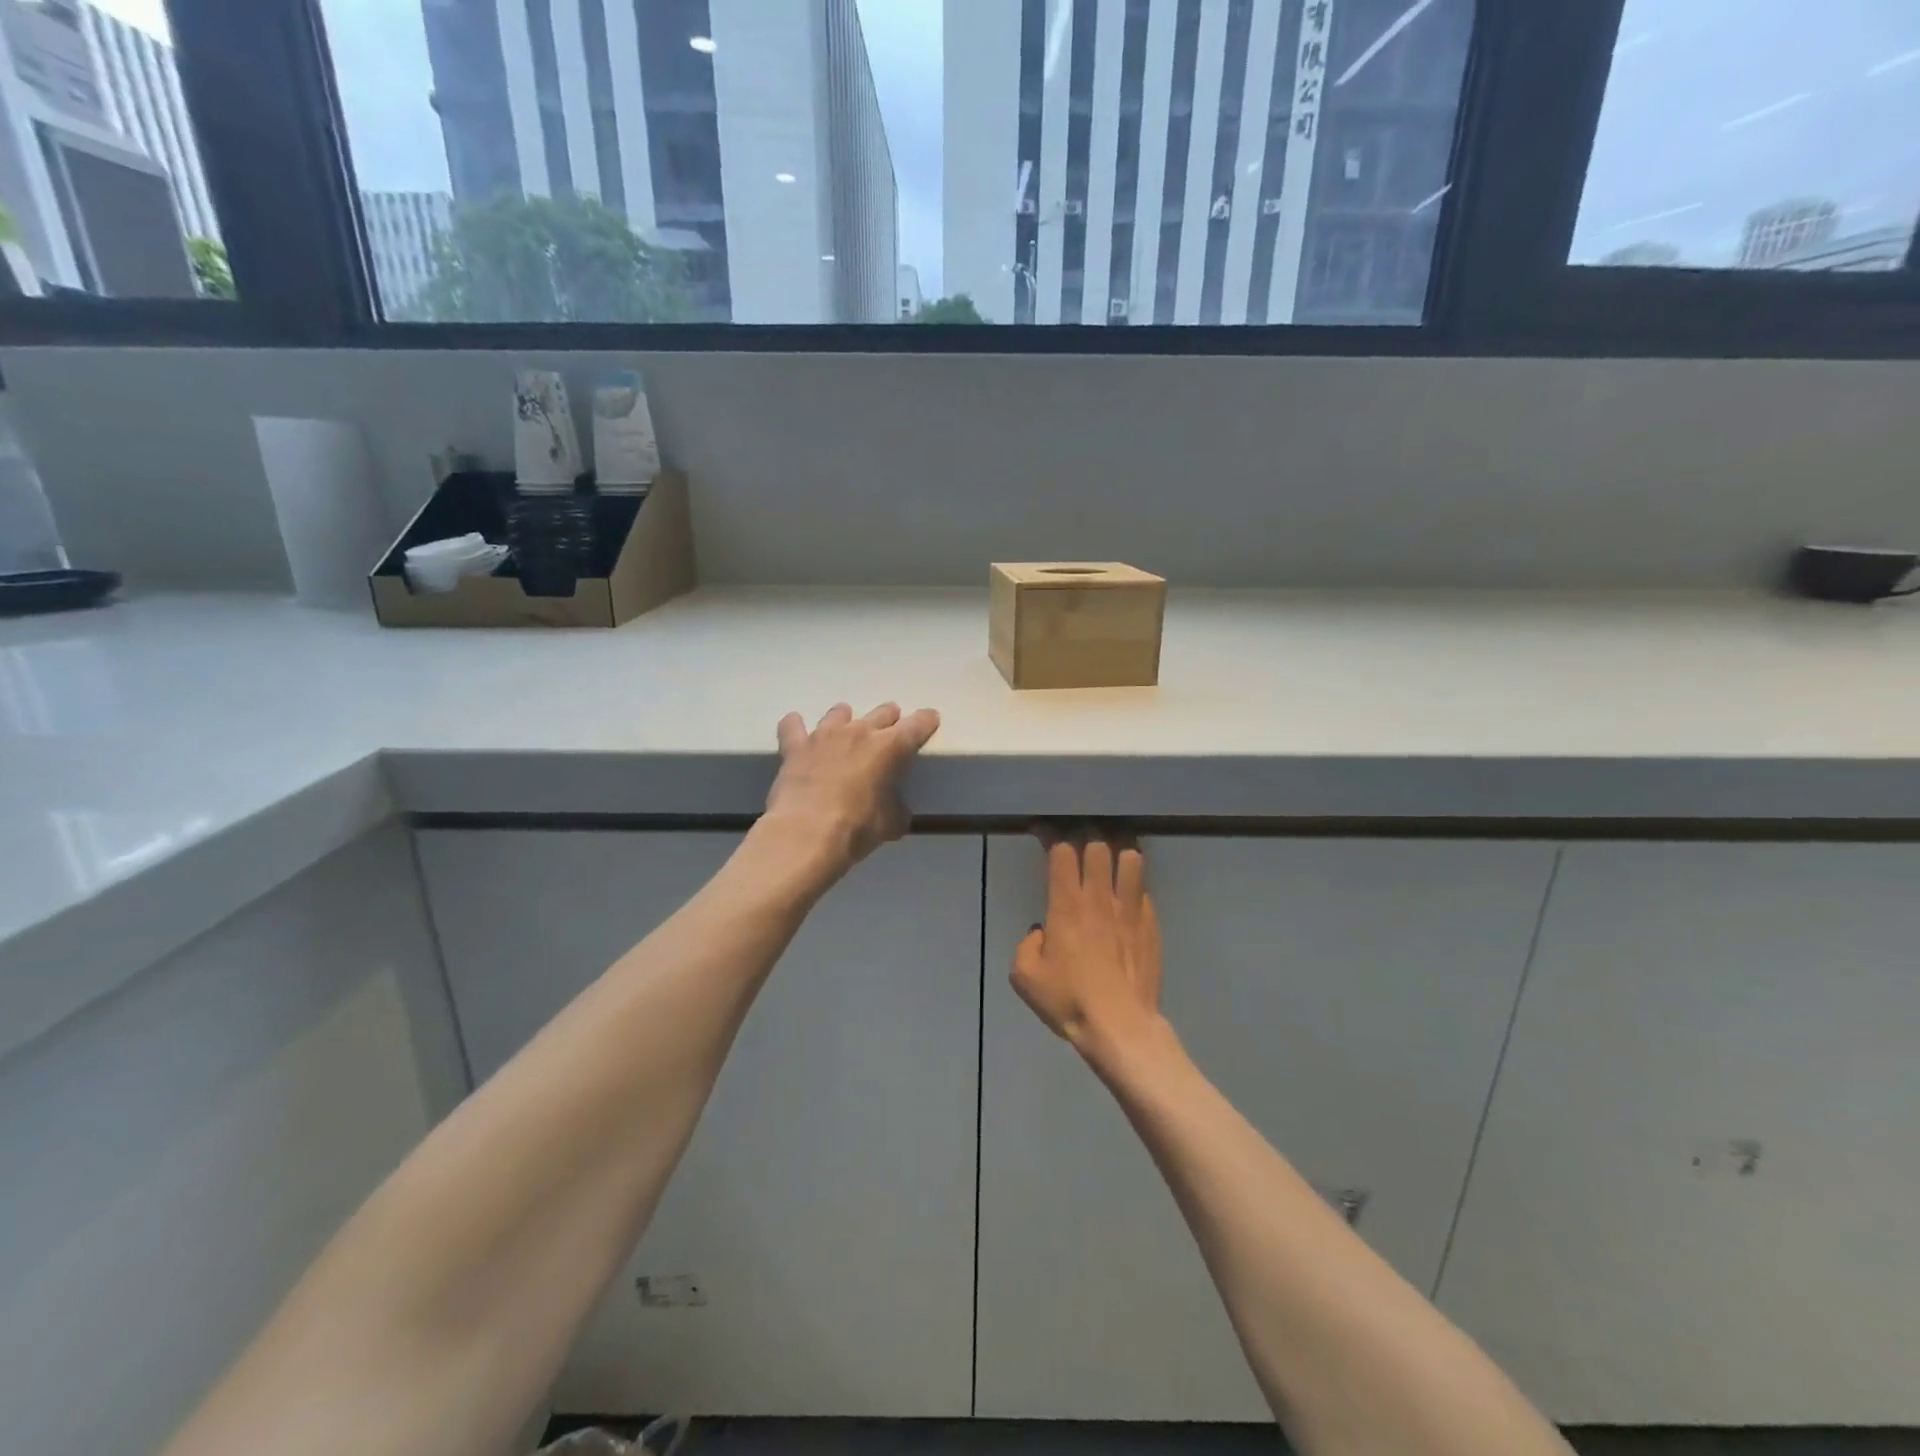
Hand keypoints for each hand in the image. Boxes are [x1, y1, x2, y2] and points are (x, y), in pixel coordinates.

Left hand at [760, 703, 941, 880]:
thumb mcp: (891, 824)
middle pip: (882, 712)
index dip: (926, 721)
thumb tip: (895, 810)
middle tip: (889, 732)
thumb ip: (897, 809)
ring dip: (846, 720)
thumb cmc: (858, 828)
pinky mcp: (796, 746)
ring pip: (839, 712)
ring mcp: (825, 735)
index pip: (918, 724)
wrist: (806, 833)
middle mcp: (859, 731)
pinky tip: (797, 731)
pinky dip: (796, 727)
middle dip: (889, 719)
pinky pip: (793, 726)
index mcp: (891, 747)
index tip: (929, 720)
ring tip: (845, 733)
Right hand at [1013, 832, 1164, 1060]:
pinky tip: (1128, 897)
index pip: (1062, 851)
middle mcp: (1099, 898)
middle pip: (1098, 845)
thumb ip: (1027, 945)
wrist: (1120, 1026)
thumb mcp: (1026, 977)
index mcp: (1066, 905)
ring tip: (1111, 855)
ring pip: (1130, 858)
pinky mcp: (1151, 925)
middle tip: (1078, 839)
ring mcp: (1130, 909)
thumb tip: (1040, 932)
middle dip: (1086, 834)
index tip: (1043, 832)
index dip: (1052, 835)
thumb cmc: (1069, 1000)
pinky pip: (1144, 891)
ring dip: (1119, 850)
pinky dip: (1134, 886)